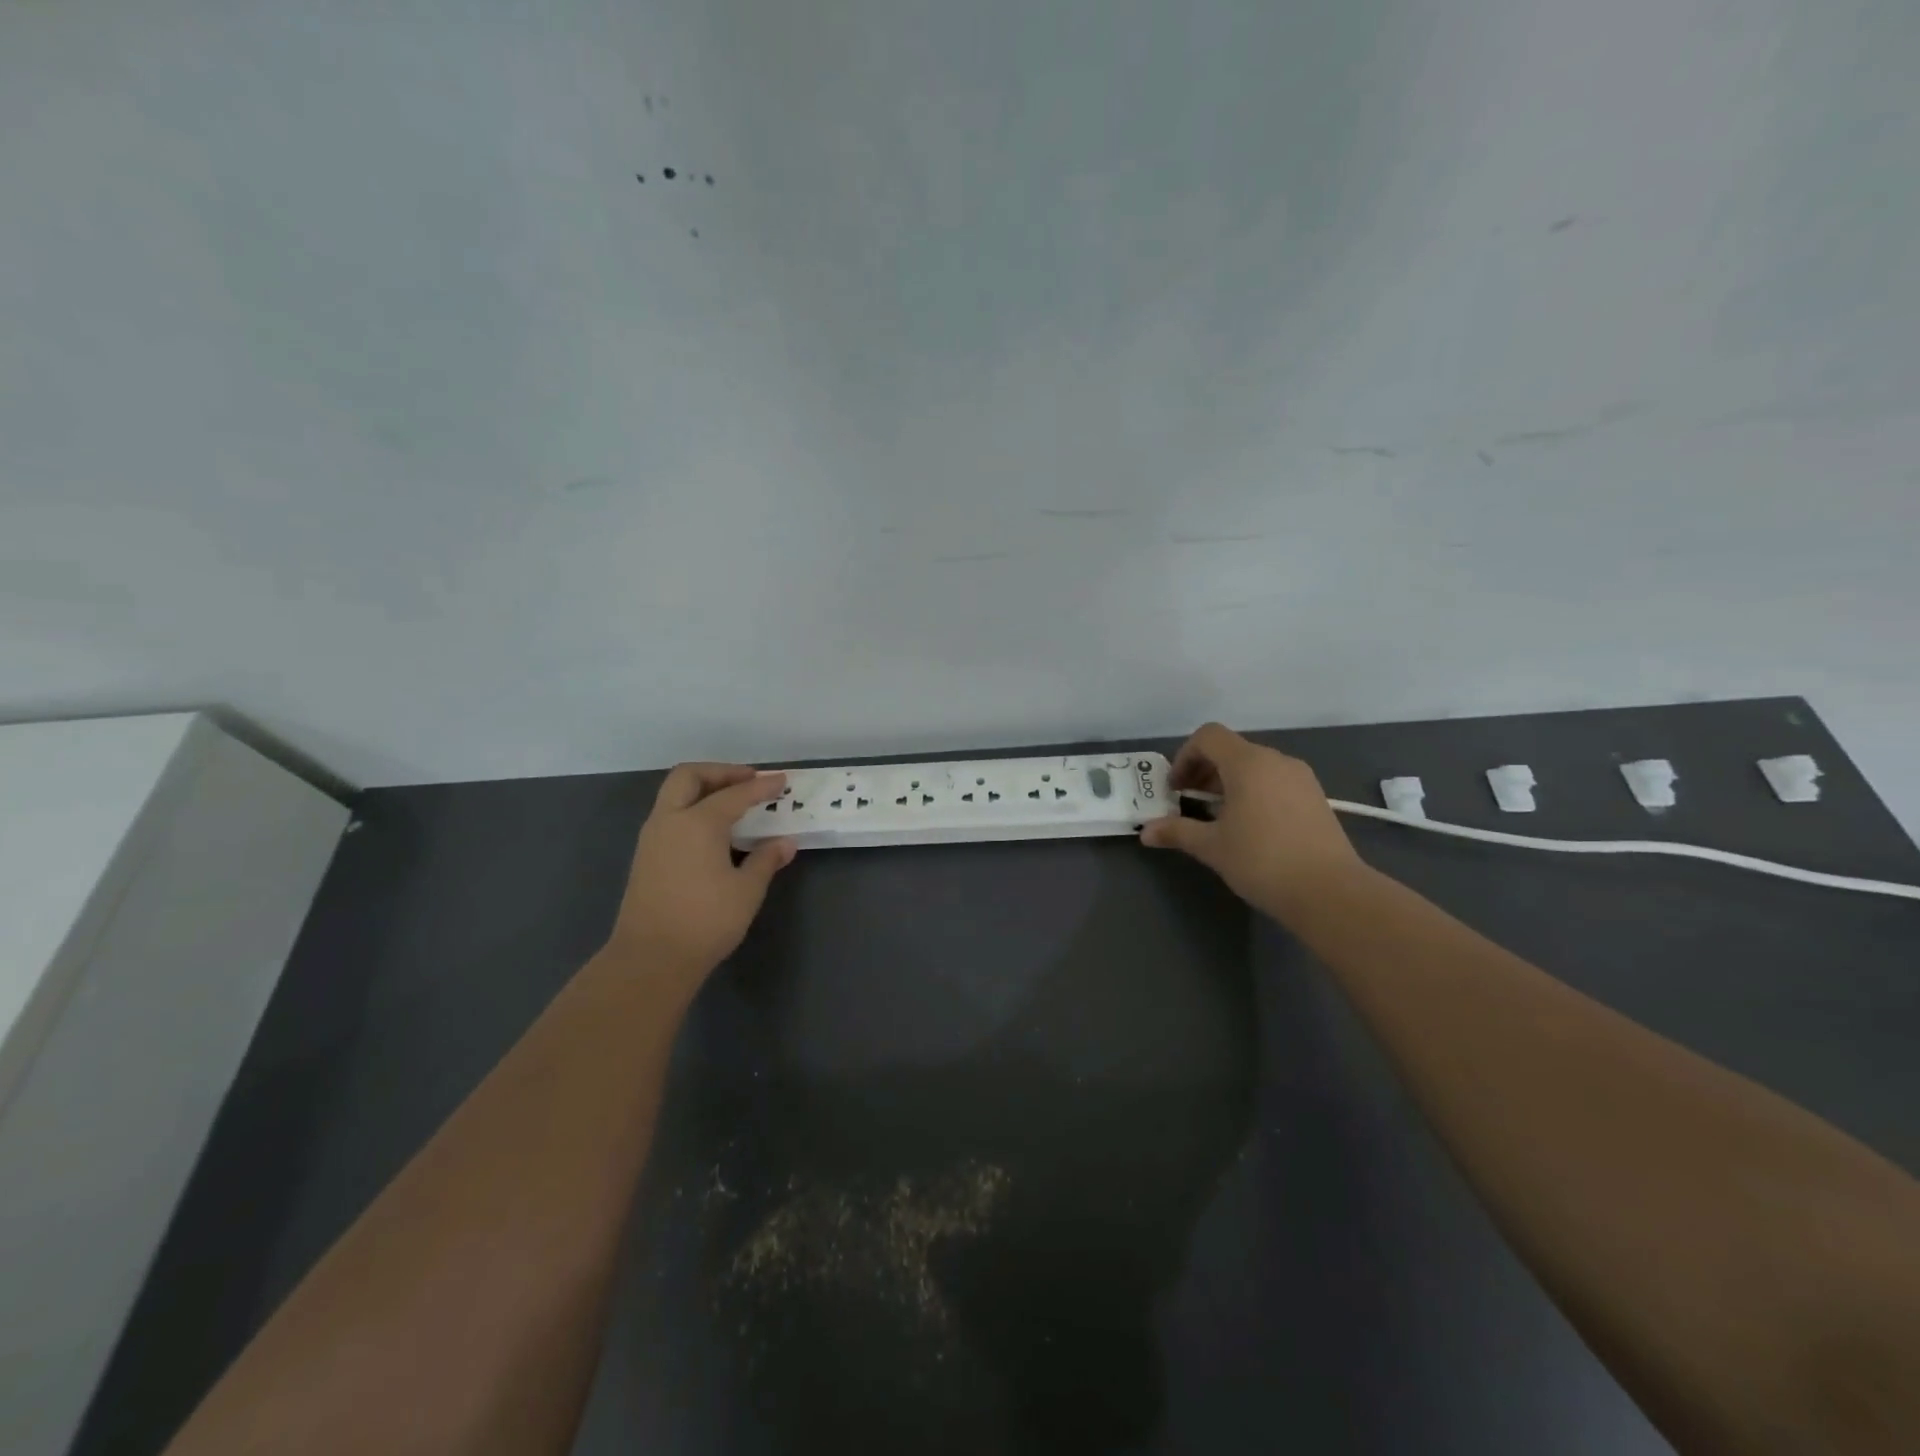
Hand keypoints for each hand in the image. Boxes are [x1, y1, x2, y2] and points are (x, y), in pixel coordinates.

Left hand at [606, 763, 796, 985]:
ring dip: (703, 789)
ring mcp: (652, 837)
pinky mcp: (645, 856)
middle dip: (721, 772)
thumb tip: (784, 843)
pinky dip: (692, 808)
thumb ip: (765, 860)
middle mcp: (670, 820)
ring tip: (733, 801)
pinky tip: (713, 829)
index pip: (735, 794)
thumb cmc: (705, 921)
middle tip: (749, 780)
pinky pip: (670, 815)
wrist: (650, 959)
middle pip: (690, 776)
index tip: (782, 781)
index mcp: (698, 822)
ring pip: (674, 794)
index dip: (762, 786)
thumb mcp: (746, 891)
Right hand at [1140, 723, 1362, 921]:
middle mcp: (1276, 761)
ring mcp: (1300, 778)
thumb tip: (1145, 832)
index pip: (1208, 737)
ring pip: (1254, 766)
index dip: (1184, 757)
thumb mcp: (1212, 847)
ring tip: (1217, 816)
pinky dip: (1253, 792)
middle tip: (1188, 802)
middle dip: (1204, 771)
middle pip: (1231, 750)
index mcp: (1248, 763)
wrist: (1330, 892)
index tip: (1176, 789)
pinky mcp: (1315, 797)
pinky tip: (1249, 826)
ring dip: (1228, 782)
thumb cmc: (1262, 860)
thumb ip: (1177, 832)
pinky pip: (1274, 781)